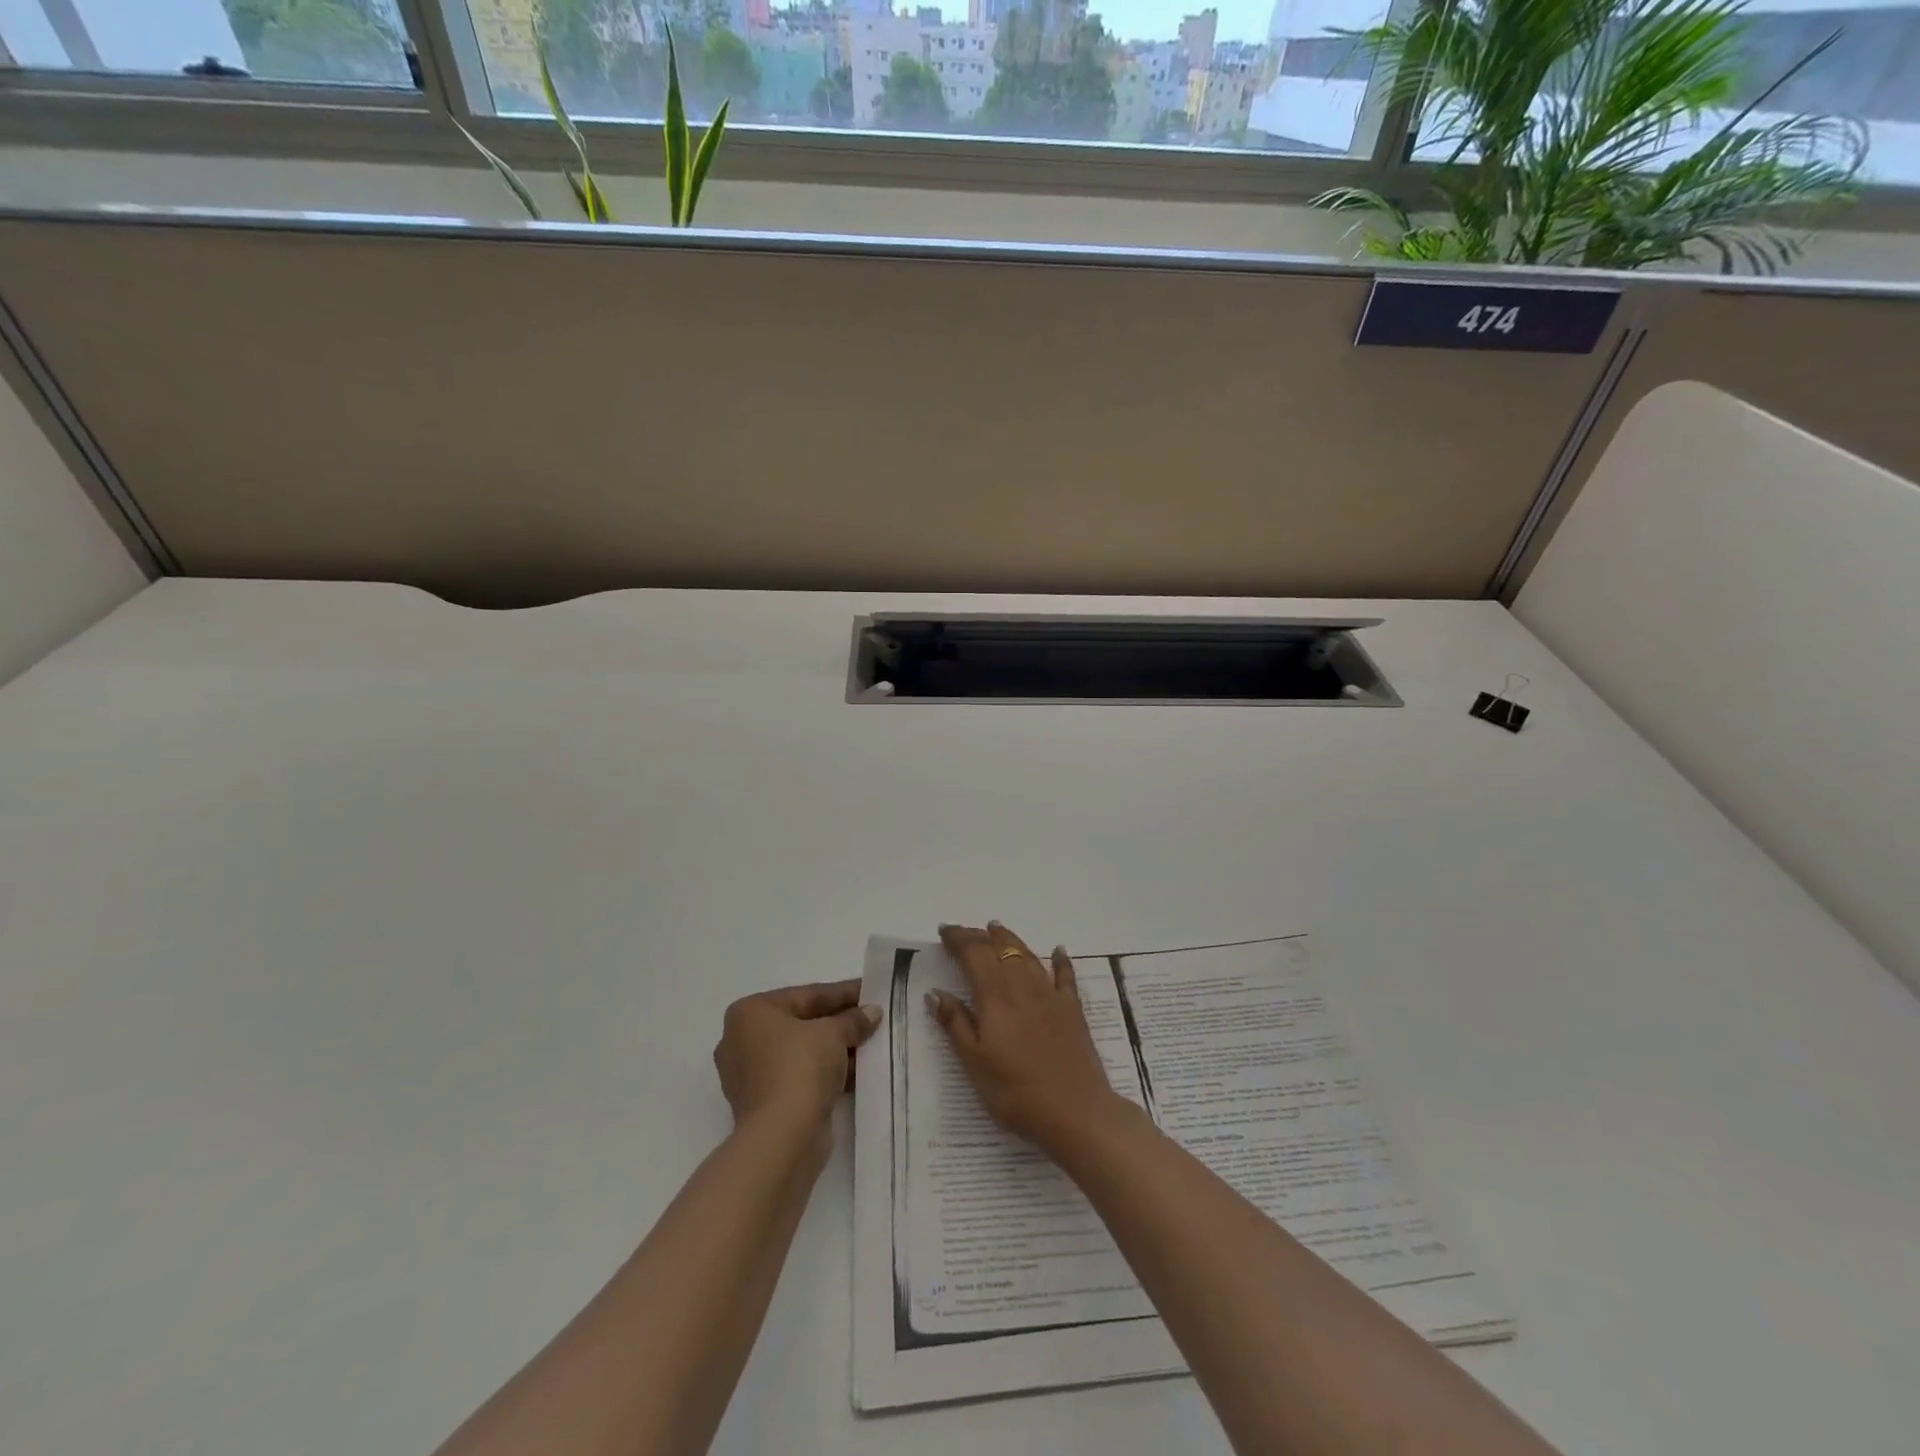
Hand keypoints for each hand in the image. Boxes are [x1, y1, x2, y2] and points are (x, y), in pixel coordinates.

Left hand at [714, 980, 880, 1147]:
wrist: (782, 1137)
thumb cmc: (800, 1067)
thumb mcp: (833, 1033)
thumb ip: (853, 1019)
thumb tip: (872, 1012)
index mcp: (750, 1013)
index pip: (806, 995)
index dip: (842, 992)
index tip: (870, 990)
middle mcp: (742, 1040)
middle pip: (803, 1023)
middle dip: (839, 1021)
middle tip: (872, 1016)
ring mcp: (750, 1074)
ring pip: (802, 1052)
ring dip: (835, 1048)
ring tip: (871, 1043)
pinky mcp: (763, 1103)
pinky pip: (799, 1076)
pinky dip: (825, 1072)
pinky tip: (857, 1070)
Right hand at [927, 922, 1130, 1153]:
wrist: (1076, 1111)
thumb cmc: (1016, 1092)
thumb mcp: (975, 1064)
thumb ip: (956, 1024)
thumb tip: (935, 992)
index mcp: (995, 998)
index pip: (974, 955)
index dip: (958, 939)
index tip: (944, 930)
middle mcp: (1023, 987)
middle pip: (1000, 950)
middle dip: (980, 936)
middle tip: (964, 931)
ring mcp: (1051, 996)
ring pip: (1028, 956)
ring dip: (1010, 940)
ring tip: (997, 929)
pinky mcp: (1073, 1010)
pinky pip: (1065, 976)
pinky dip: (1060, 960)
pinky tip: (1059, 950)